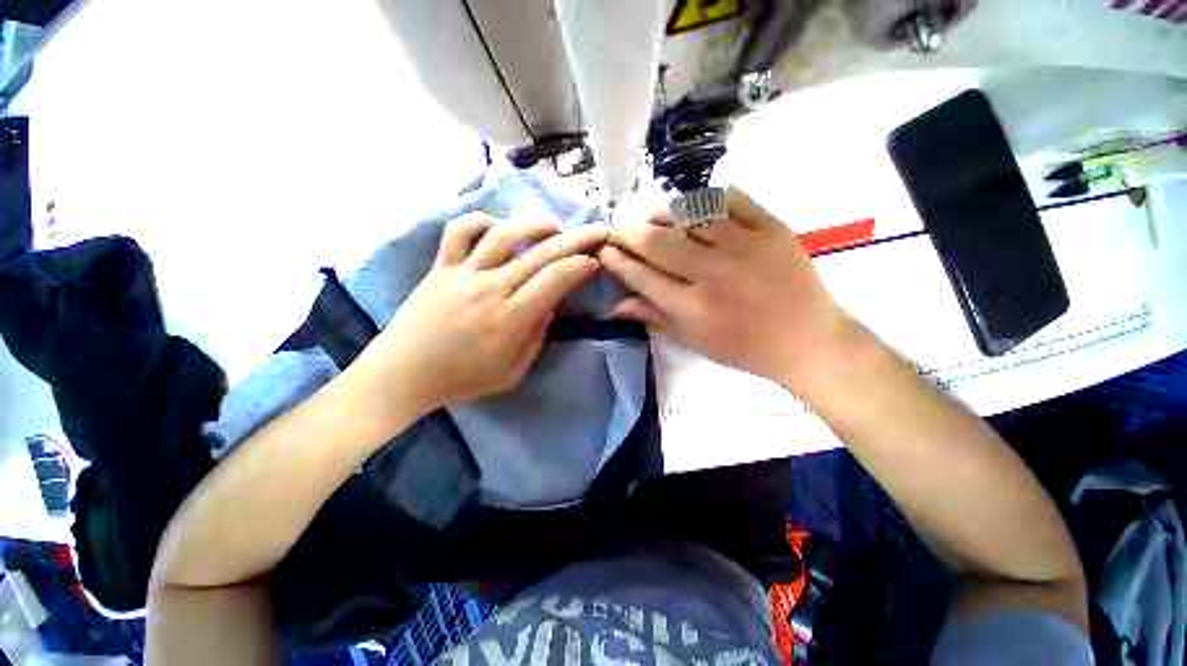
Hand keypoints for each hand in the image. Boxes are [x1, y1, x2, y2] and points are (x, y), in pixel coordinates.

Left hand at [358, 213, 605, 412]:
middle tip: (595, 230)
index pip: (554, 280)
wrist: (401, 376)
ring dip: (535, 224)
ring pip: (503, 234)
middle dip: (575, 238)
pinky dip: (482, 221)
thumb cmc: (459, 381)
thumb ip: (535, 340)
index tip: (593, 262)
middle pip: (539, 253)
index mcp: (509, 318)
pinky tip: (499, 227)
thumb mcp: (509, 374)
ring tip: (555, 225)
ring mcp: (462, 273)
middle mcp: (489, 288)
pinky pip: (459, 231)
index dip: (579, 266)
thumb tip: (549, 307)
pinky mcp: (440, 267)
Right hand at [599, 188, 851, 387]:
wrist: (807, 339)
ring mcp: (745, 246)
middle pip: (659, 243)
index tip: (604, 251)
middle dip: (629, 234)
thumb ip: (655, 317)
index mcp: (694, 307)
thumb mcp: (694, 341)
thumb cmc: (745, 348)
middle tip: (616, 230)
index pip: (644, 277)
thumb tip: (615, 305)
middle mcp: (714, 273)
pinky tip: (694, 207)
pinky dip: (707, 198)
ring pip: (691, 215)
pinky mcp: (772, 228)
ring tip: (651, 217)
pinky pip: (732, 199)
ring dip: (663, 213)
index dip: (619, 262)